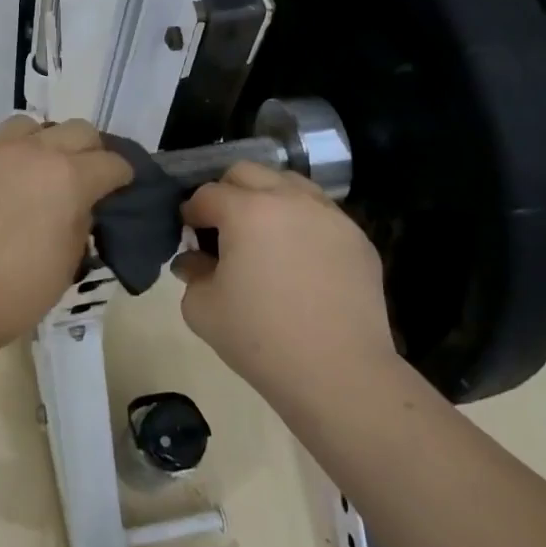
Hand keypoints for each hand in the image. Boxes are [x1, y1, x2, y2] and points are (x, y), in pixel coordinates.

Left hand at [0, 116, 132, 349]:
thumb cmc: (14, 292)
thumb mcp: (67, 263)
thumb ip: (80, 222)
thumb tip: (79, 205)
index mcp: (69, 177)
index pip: (112, 162)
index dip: (122, 176)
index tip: (120, 188)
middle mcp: (34, 151)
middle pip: (78, 130)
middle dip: (90, 151)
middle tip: (85, 176)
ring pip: (31, 126)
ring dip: (44, 143)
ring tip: (38, 170)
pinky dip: (7, 155)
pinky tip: (0, 182)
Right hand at [173, 162, 396, 391]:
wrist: (339, 374)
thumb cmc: (260, 339)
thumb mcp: (201, 308)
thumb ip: (191, 272)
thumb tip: (195, 260)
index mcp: (246, 211)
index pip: (207, 194)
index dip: (191, 213)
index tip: (188, 236)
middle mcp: (290, 199)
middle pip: (247, 172)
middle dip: (226, 193)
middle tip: (222, 229)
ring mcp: (329, 216)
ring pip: (289, 183)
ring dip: (267, 198)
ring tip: (263, 236)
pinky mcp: (357, 238)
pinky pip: (320, 212)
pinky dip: (300, 221)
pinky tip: (297, 258)